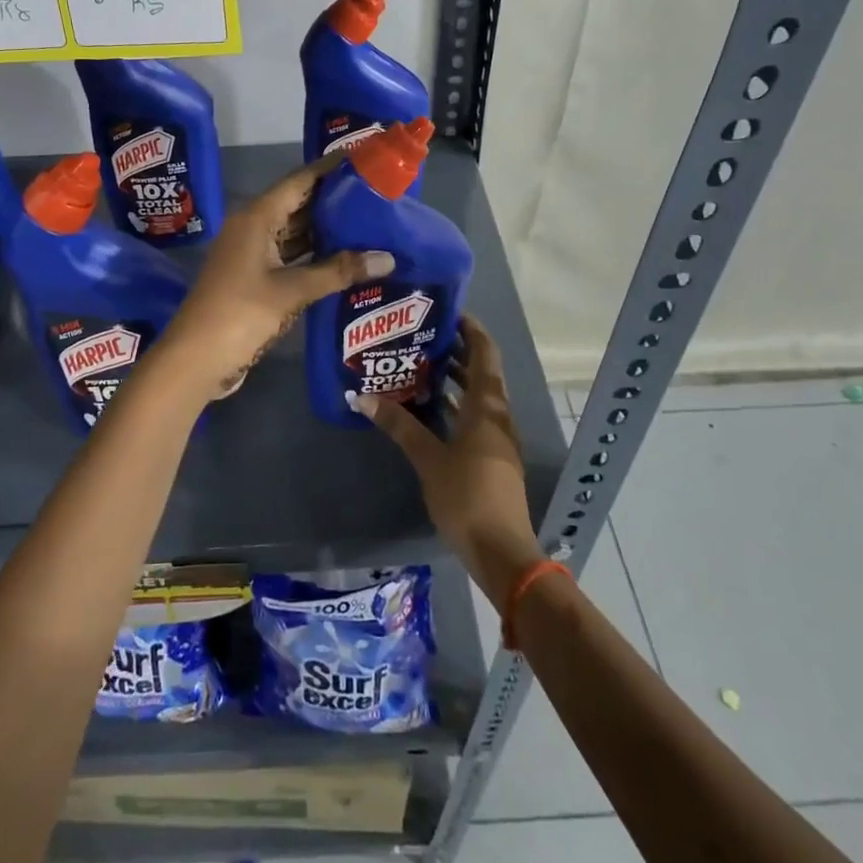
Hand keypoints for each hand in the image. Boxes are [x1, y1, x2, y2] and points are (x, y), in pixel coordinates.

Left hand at [159, 157, 393, 399]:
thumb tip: (388, 258)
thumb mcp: (292, 291)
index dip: (330, 168)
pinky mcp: (253, 277)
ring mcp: (251, 253)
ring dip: (326, 230)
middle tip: (377, 194)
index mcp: (256, 217)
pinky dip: (314, 255)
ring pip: (294, 231)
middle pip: (298, 203)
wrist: (194, 360)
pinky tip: (344, 258)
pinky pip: (289, 255)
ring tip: (369, 223)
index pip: (300, 180)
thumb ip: (339, 272)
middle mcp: (252, 227)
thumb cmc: (240, 314)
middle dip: (334, 199)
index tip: (364, 158)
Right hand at [352, 315, 543, 602]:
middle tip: (420, 335)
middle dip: (455, 351)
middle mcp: (496, 415)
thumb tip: (361, 396)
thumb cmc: (467, 497)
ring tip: (418, 364)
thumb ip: (398, 425)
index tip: (445, 311)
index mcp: (486, 407)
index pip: (484, 353)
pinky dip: (454, 404)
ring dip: (454, 378)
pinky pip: (473, 417)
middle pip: (481, 371)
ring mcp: (496, 438)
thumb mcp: (428, 459)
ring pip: (476, 395)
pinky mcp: (491, 457)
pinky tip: (428, 407)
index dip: (470, 329)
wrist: (501, 551)